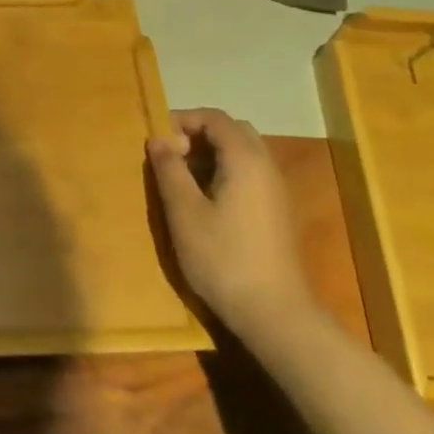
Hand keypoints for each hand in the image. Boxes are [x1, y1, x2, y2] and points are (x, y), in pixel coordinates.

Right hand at [147, 109, 312, 339]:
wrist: (274, 314)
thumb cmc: (223, 258)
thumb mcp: (184, 212)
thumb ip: (169, 170)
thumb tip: (158, 139)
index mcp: (245, 160)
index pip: (215, 118)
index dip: (182, 120)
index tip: (156, 141)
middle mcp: (266, 167)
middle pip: (232, 131)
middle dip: (198, 135)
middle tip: (170, 157)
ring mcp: (276, 190)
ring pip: (243, 153)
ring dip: (210, 155)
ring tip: (181, 180)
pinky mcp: (276, 212)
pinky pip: (249, 174)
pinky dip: (224, 173)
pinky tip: (204, 202)